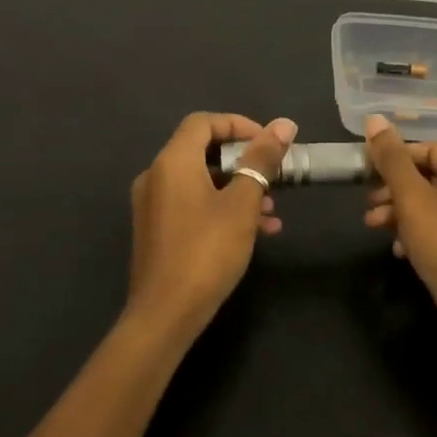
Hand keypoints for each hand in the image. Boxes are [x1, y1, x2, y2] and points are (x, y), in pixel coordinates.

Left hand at [127, 112, 296, 337]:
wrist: (165, 315)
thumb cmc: (207, 252)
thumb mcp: (242, 203)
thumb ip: (262, 160)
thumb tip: (284, 124)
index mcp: (172, 161)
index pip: (203, 122)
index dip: (238, 125)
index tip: (269, 142)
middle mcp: (156, 175)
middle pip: (202, 150)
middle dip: (243, 161)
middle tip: (274, 176)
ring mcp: (153, 205)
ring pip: (200, 181)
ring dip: (236, 188)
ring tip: (271, 210)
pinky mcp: (156, 230)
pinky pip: (191, 204)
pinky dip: (220, 208)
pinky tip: (255, 231)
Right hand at [362, 114, 436, 362]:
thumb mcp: (412, 198)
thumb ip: (392, 159)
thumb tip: (374, 119)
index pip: (429, 149)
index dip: (396, 157)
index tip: (367, 171)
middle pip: (429, 177)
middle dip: (394, 188)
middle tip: (368, 204)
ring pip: (431, 206)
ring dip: (400, 212)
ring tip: (373, 226)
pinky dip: (416, 235)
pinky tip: (398, 250)